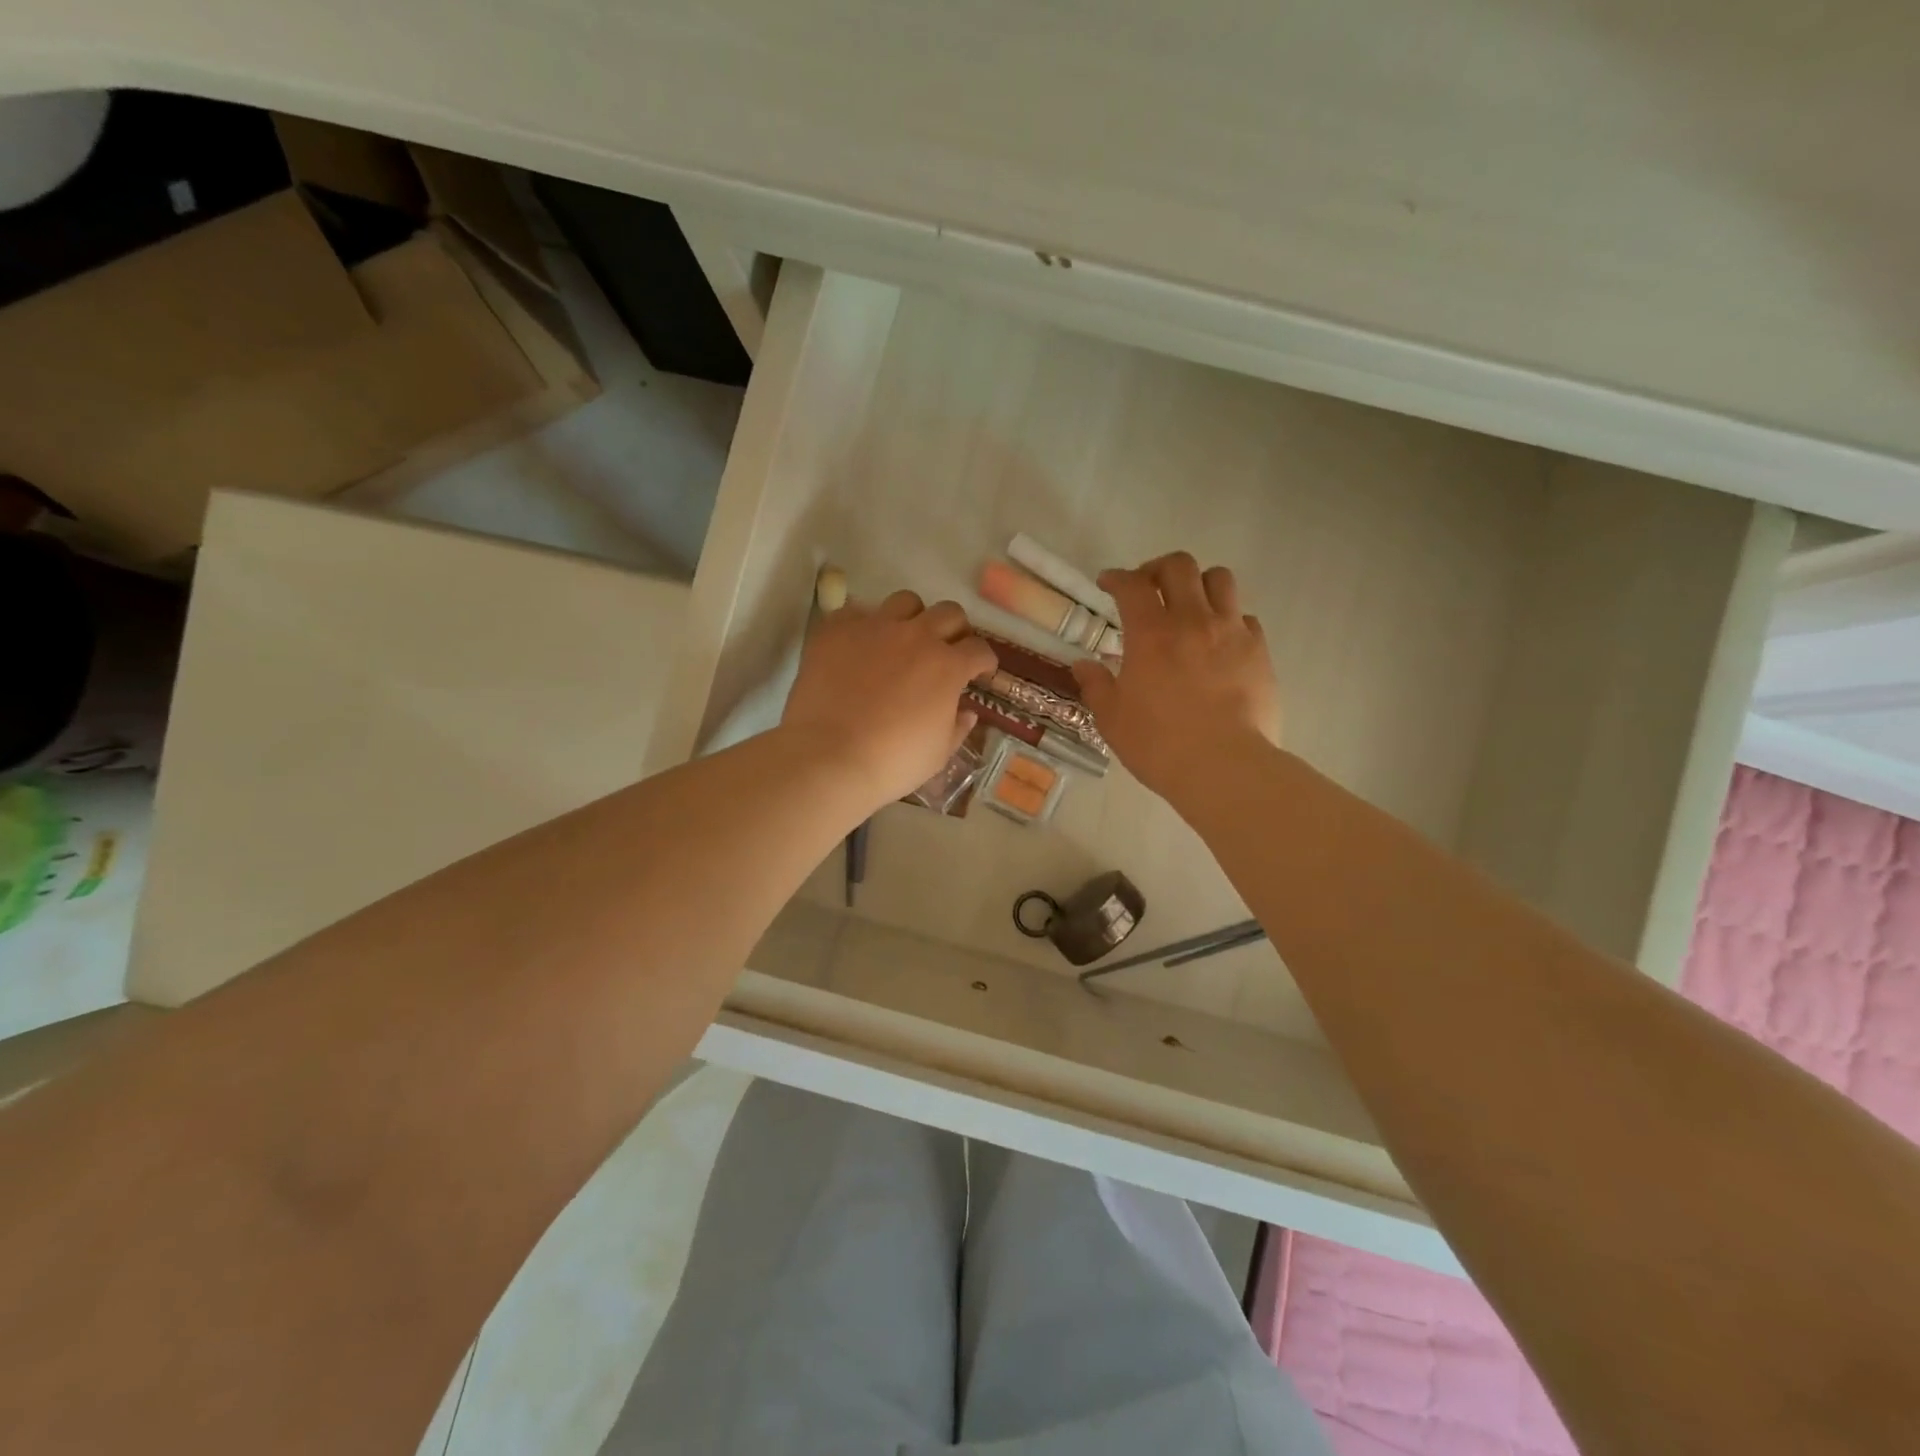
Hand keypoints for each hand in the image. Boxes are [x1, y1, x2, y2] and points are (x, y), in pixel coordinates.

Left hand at [782, 589, 996, 808]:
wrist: (829, 758)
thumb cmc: (892, 762)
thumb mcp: (938, 754)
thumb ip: (957, 727)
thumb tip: (966, 712)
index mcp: (948, 666)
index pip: (979, 649)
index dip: (983, 661)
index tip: (980, 672)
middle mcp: (916, 636)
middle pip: (949, 613)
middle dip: (955, 630)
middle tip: (947, 651)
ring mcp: (875, 627)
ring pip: (906, 601)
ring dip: (913, 618)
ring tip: (903, 639)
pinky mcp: (837, 630)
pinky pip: (856, 612)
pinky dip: (864, 625)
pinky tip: (860, 646)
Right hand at [1070, 553, 1281, 802]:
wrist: (1224, 767)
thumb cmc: (1158, 744)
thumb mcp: (1112, 719)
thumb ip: (1096, 686)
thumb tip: (1083, 666)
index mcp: (1151, 634)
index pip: (1132, 585)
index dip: (1116, 577)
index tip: (1107, 584)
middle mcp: (1193, 621)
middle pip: (1179, 566)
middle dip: (1157, 569)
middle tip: (1147, 587)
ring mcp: (1231, 632)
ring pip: (1219, 579)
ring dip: (1198, 584)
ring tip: (1188, 604)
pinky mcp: (1259, 651)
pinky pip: (1244, 616)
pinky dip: (1228, 618)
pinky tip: (1218, 640)